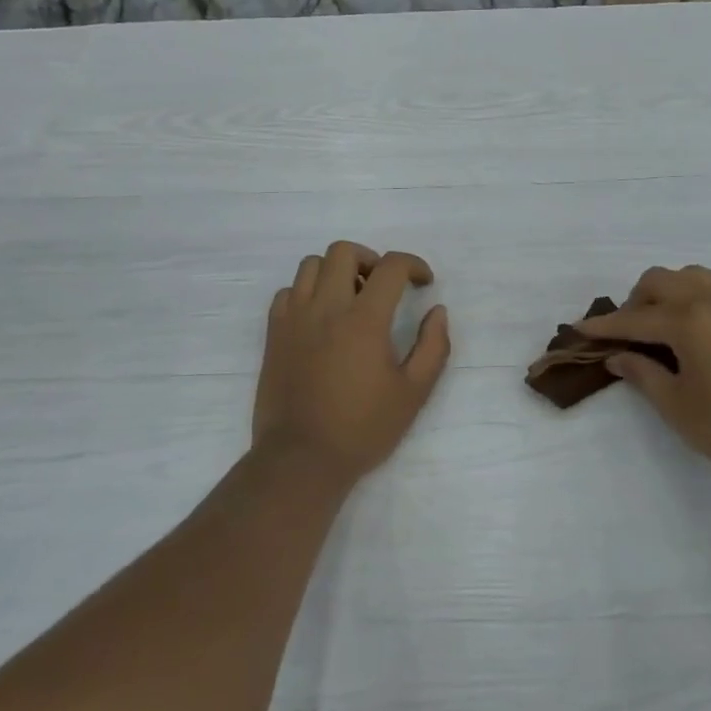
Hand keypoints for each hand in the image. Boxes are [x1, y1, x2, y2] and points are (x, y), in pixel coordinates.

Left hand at [252, 242, 450, 486]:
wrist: (302, 458)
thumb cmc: (363, 428)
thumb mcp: (414, 393)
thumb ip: (433, 346)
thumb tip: (437, 311)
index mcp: (364, 319)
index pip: (391, 266)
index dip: (414, 266)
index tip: (424, 283)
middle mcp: (326, 307)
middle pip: (344, 251)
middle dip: (371, 259)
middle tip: (383, 287)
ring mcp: (294, 318)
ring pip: (311, 265)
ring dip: (336, 271)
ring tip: (350, 299)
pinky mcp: (274, 334)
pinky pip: (287, 292)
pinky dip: (307, 293)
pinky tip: (320, 318)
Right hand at [579, 265, 710, 504]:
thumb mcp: (677, 406)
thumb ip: (643, 373)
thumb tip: (619, 356)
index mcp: (688, 320)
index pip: (634, 318)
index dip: (603, 326)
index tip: (580, 329)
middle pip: (661, 280)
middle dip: (636, 301)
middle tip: (630, 334)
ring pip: (693, 277)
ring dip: (669, 293)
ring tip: (665, 328)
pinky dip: (697, 300)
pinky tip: (700, 336)